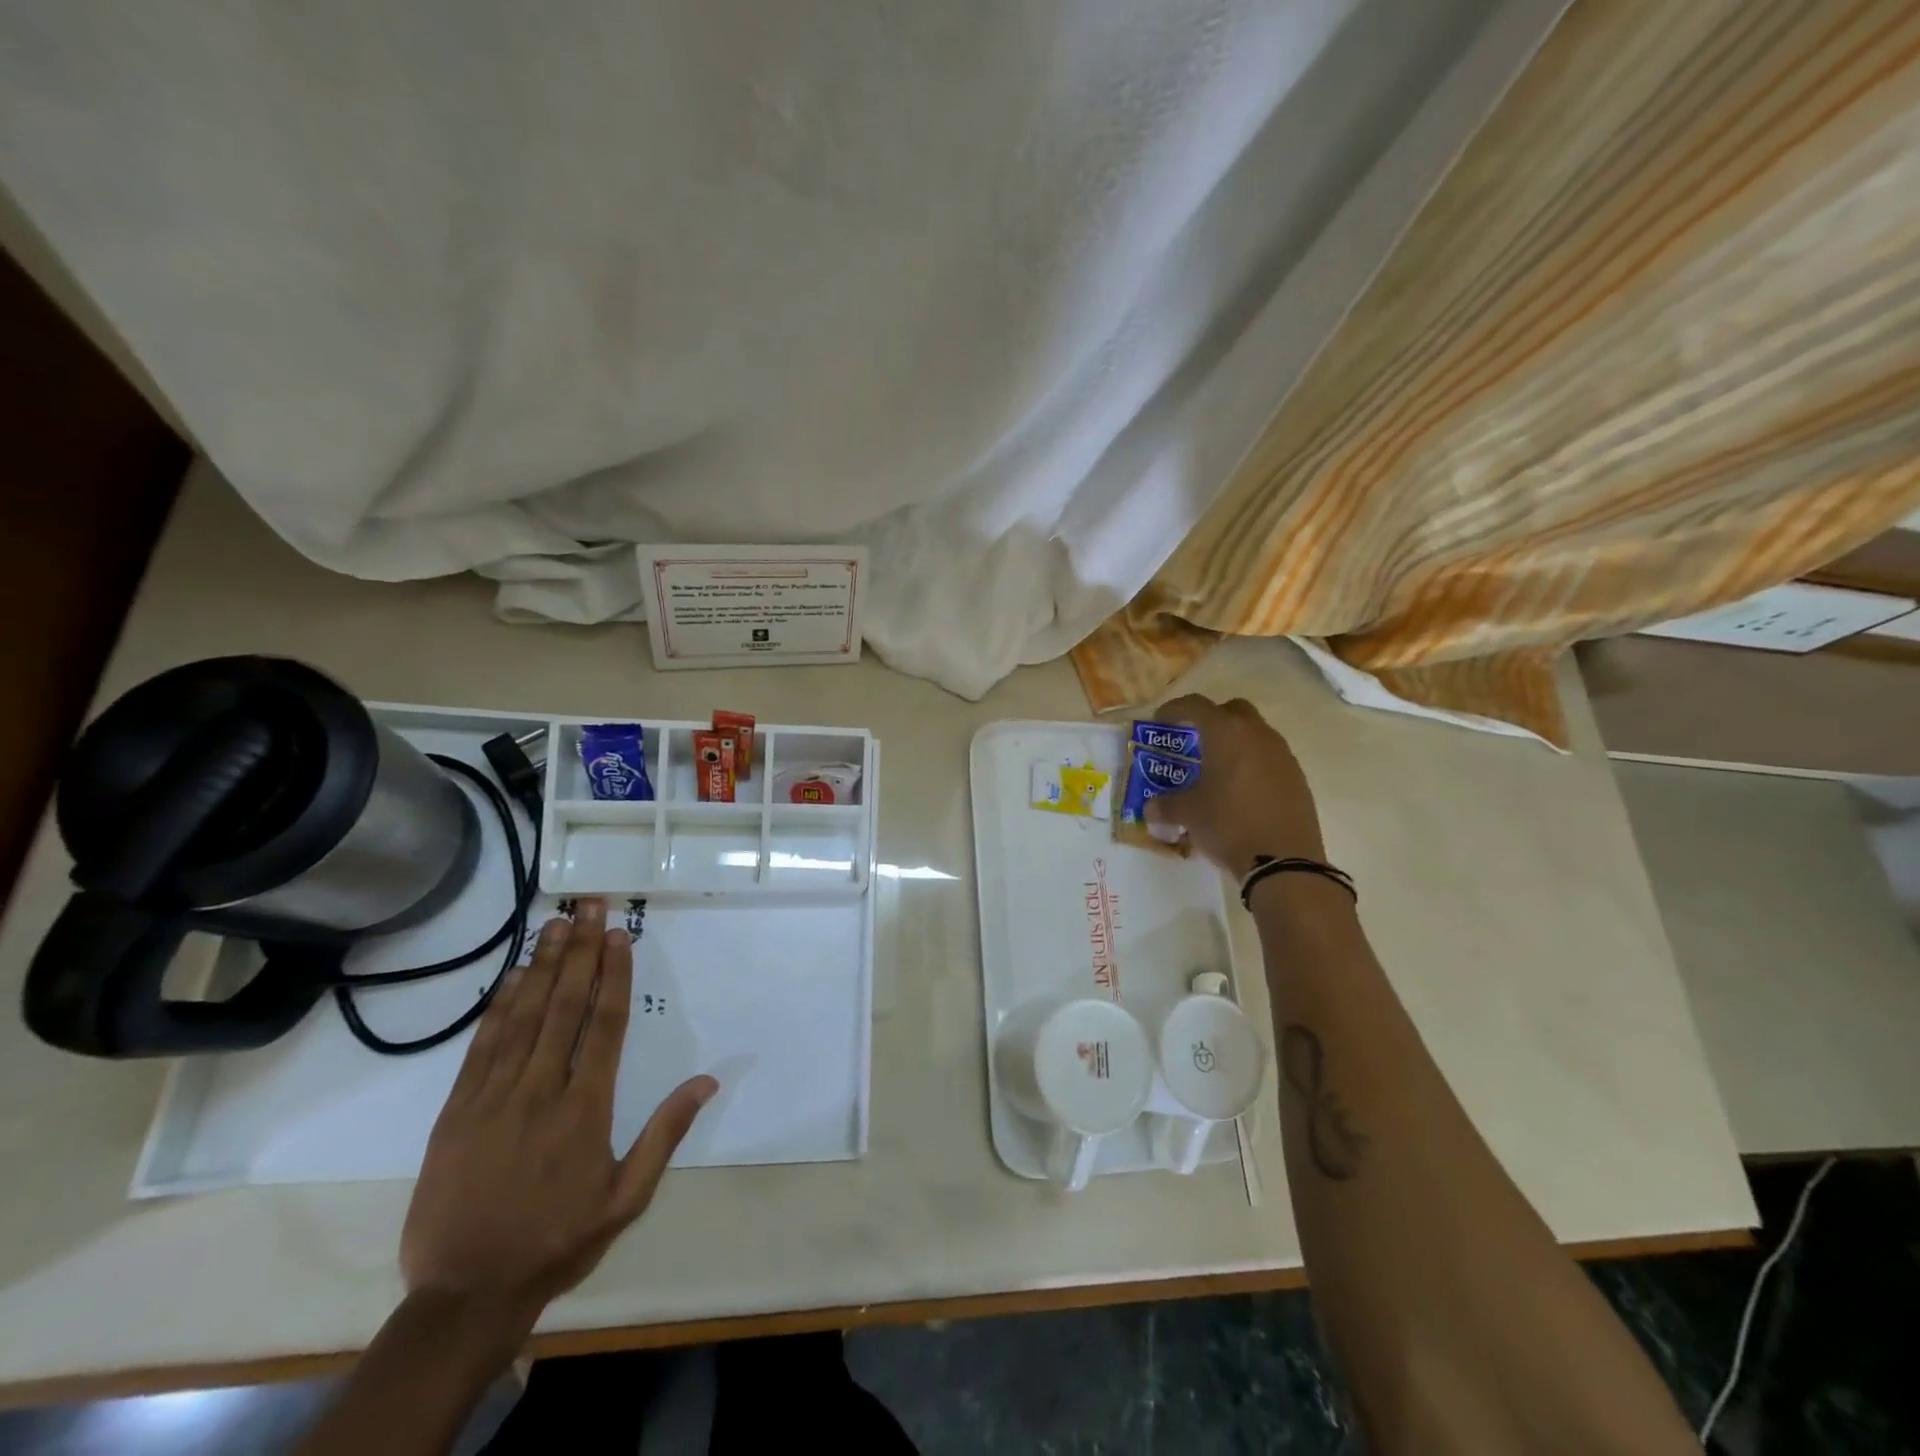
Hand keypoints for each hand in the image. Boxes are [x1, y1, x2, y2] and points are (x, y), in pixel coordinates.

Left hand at [399, 898, 717, 1345]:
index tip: (617, 934)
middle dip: (579, 951)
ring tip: (555, 924)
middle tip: (588, 906)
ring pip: (522, 1016)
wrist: (466, 1294)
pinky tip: (511, 978)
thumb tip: (708, 1080)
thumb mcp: (628, 1197)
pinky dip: (498, 1007)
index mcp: (586, 1109)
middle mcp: (540, 1090)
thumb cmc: (558, 1240)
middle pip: (563, 1006)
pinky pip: (482, 1047)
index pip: (603, 1024)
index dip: (612, 974)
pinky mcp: (455, 1112)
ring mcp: (493, 1098)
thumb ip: (666, 1134)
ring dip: (541, 966)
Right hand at [1143, 694, 1325, 876]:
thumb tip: (1150, 808)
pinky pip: (1270, 758)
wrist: (1284, 861)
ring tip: (1217, 768)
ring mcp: (1282, 755)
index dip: (1174, 709)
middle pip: (1233, 710)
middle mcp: (1257, 735)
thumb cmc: (1228, 825)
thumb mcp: (1189, 814)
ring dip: (1235, 743)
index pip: (1196, 705)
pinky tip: (1240, 790)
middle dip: (1211, 719)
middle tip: (1193, 739)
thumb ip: (1166, 805)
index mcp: (1226, 733)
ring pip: (1255, 734)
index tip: (1160, 720)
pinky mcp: (1297, 778)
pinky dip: (1252, 764)